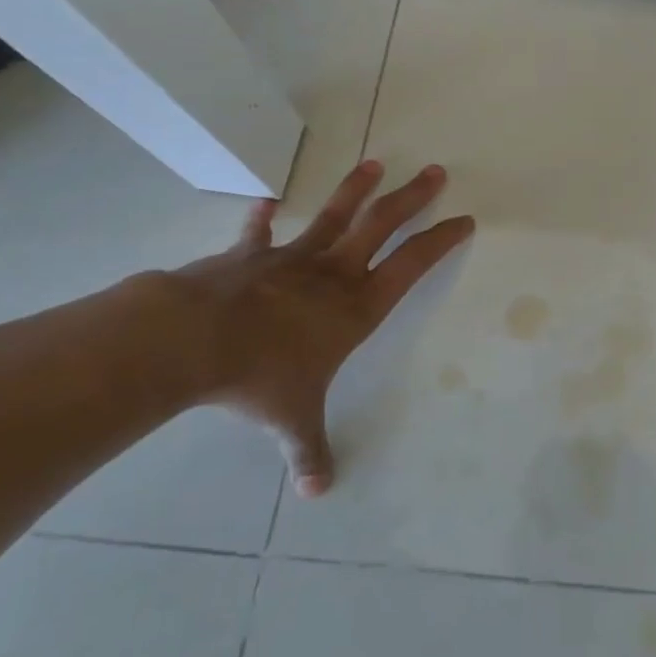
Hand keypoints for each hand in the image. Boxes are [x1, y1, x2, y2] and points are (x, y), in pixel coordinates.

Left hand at [166, 159, 473, 497]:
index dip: (440, 241)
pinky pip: (258, 234)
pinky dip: (261, 219)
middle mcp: (332, 274)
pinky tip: (264, 202)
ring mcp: (290, 259)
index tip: (463, 220)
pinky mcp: (248, 256)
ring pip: (333, 217)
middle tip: (435, 171)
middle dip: (411, 198)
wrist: (193, 339)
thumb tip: (319, 492)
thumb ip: (309, 452)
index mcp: (355, 307)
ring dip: (355, 190)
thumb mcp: (292, 420)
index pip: (412, 266)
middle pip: (381, 225)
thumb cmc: (259, 377)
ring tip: (374, 164)